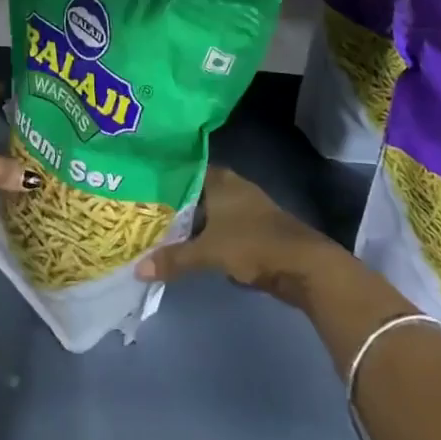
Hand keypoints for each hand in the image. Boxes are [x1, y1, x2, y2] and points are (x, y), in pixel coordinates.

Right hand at [135, 166, 344, 307]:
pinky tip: (187, 247)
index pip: (184, 169)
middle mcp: (232, 187)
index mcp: (220, 180)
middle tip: (141, 212)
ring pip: (207, 212)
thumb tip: (137, 269)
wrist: (303, 265)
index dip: (162, 177)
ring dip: (189, 223)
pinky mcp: (253, 230)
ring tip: (157, 231)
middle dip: (172, 204)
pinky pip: (219, 228)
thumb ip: (173, 259)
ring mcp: (244, 208)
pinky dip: (205, 236)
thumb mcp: (208, 252)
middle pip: (194, 192)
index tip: (138, 185)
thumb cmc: (252, 244)